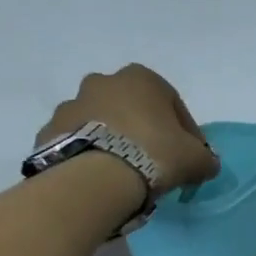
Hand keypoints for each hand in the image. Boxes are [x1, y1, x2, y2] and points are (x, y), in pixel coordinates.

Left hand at [35, 64, 219, 195]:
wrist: (97, 176)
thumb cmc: (155, 153)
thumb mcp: (197, 159)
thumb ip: (205, 158)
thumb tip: (206, 164)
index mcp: (142, 78)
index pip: (173, 105)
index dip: (186, 132)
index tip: (189, 156)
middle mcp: (103, 82)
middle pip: (132, 108)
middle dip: (144, 130)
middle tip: (155, 161)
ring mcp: (71, 104)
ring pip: (102, 123)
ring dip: (114, 141)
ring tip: (126, 173)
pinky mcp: (49, 130)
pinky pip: (78, 141)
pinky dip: (91, 154)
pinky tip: (102, 177)